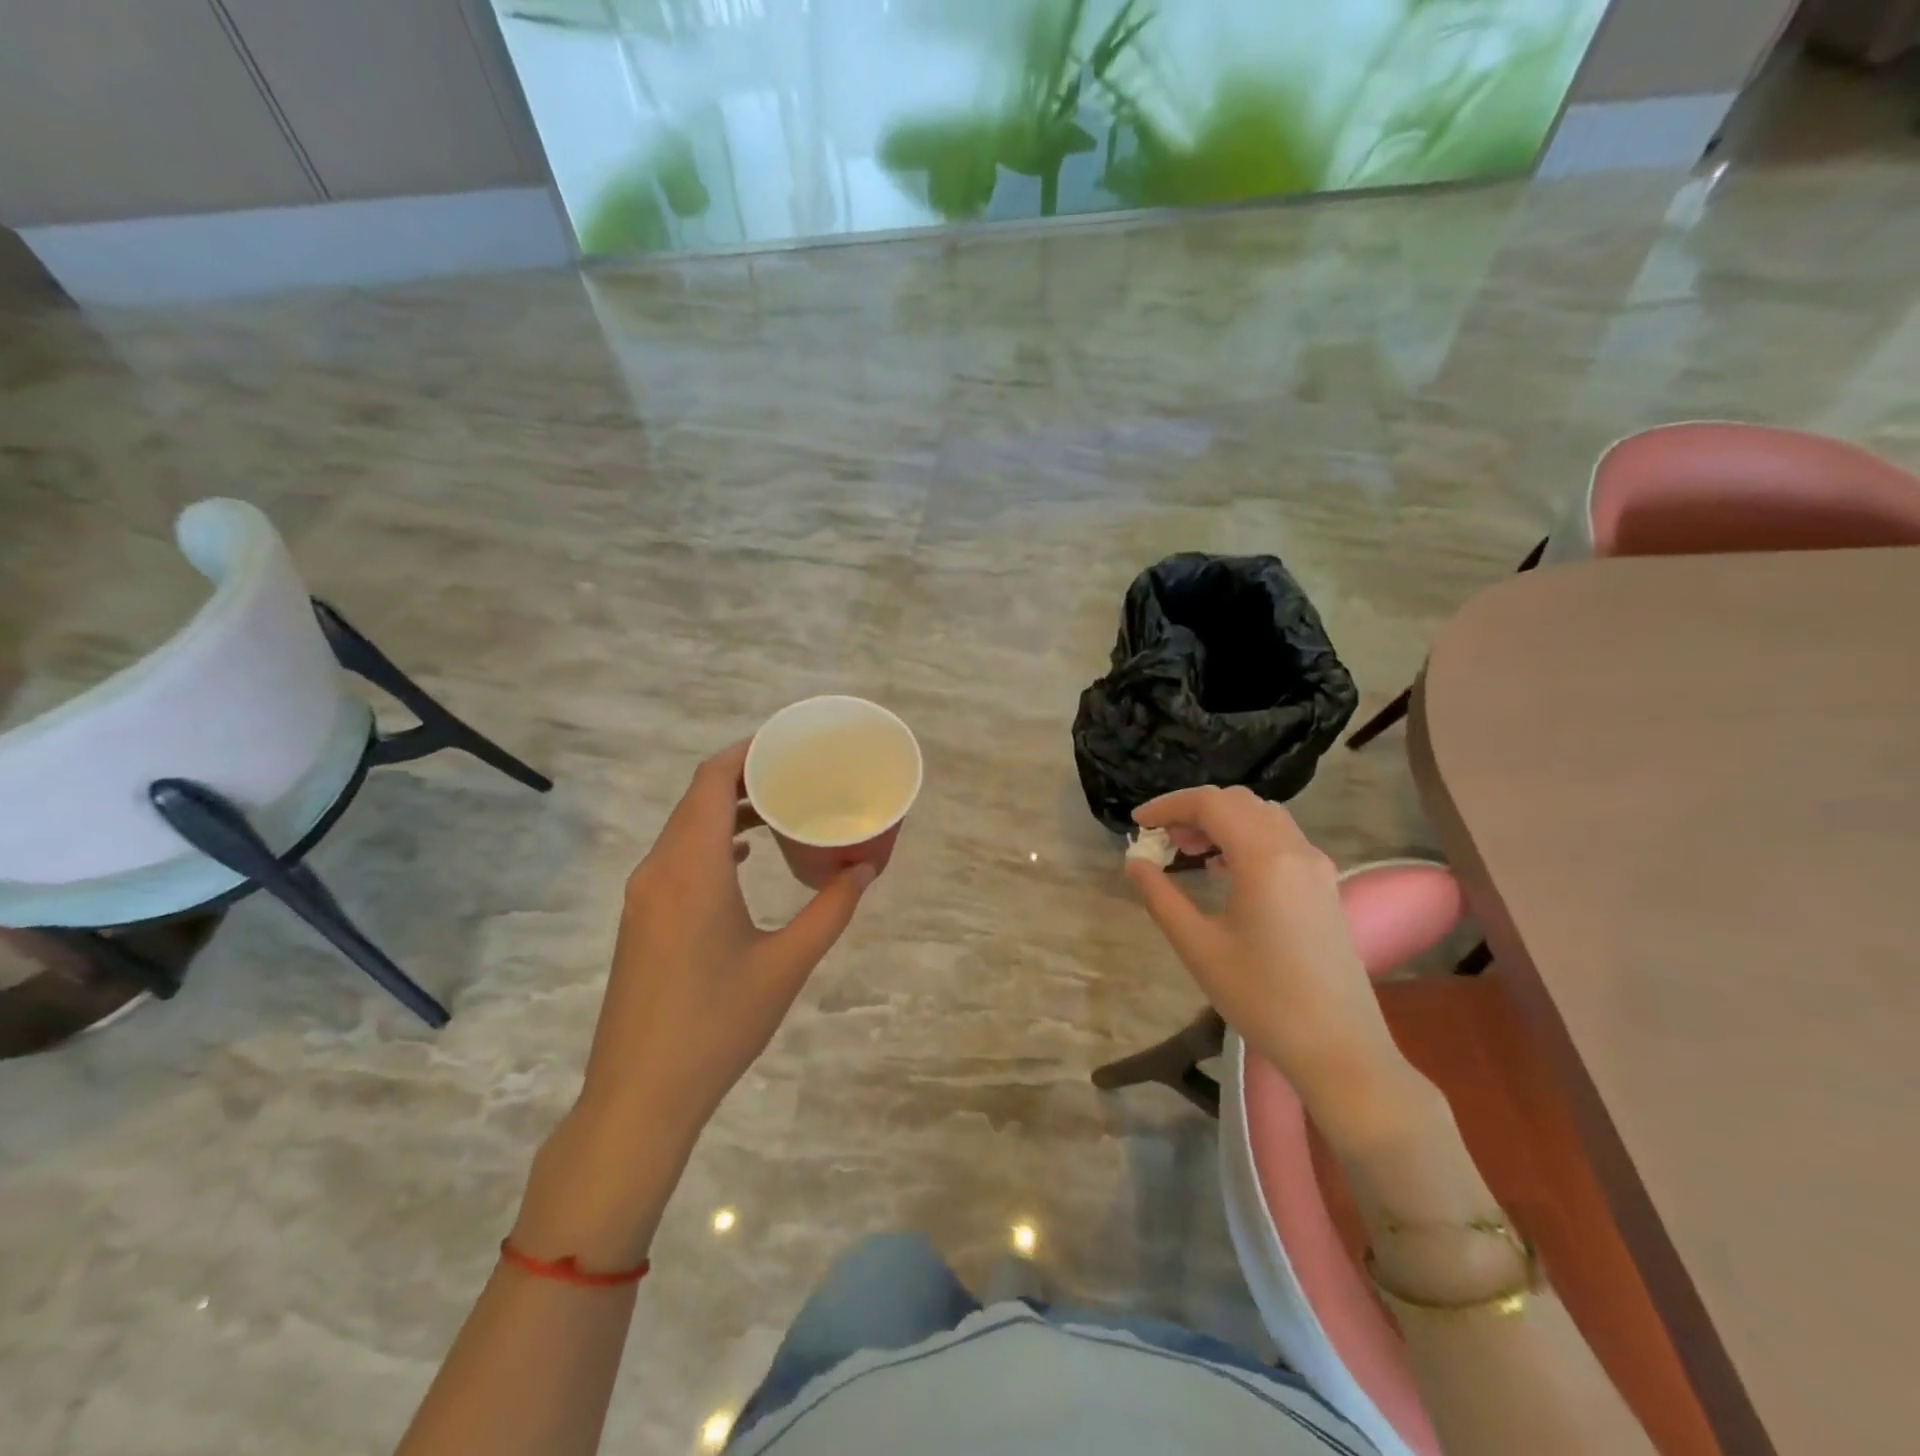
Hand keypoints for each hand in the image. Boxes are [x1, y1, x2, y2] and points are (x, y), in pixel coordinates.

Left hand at [581, 739, 874, 1140]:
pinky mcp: (642, 920)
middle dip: (743, 777)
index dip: (746, 752)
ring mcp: (644, 896)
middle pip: (696, 798)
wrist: (640, 1095)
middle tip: (796, 772)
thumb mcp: (786, 964)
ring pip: (684, 829)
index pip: (710, 781)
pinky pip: (677, 858)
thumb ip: (830, 910)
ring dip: (726, 811)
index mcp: (691, 868)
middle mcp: (660, 870)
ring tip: (778, 808)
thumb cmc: (717, 1024)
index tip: (787, 743)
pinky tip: (744, 858)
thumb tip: (865, 870)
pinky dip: (711, 843)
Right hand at [1125, 786, 1407, 1118]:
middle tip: (1162, 840)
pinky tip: (1226, 870)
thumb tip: (1135, 862)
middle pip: (1238, 802)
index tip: (1138, 825)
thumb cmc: (1262, 998)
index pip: (1211, 804)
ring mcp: (1317, 866)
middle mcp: (1296, 850)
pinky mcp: (1325, 885)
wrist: (1340, 1048)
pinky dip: (1246, 837)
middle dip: (1194, 811)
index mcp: (1265, 859)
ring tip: (1190, 852)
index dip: (1169, 806)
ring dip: (1222, 821)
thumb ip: (1161, 897)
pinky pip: (1281, 839)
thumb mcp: (1199, 948)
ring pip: (1262, 816)